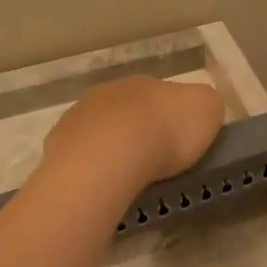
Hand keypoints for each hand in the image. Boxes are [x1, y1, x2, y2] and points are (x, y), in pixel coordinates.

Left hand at [42, 76, 224, 189]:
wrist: (110, 155)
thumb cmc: (166, 132)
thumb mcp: (207, 110)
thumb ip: (205, 105)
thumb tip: (198, 108)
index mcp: (147, 82)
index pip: (162, 96)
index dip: (172, 118)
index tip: (179, 143)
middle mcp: (110, 92)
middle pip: (129, 111)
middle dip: (139, 132)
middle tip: (153, 162)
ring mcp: (79, 116)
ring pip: (100, 130)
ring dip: (111, 148)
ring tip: (125, 177)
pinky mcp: (59, 143)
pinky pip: (79, 154)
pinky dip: (90, 166)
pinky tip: (100, 183)